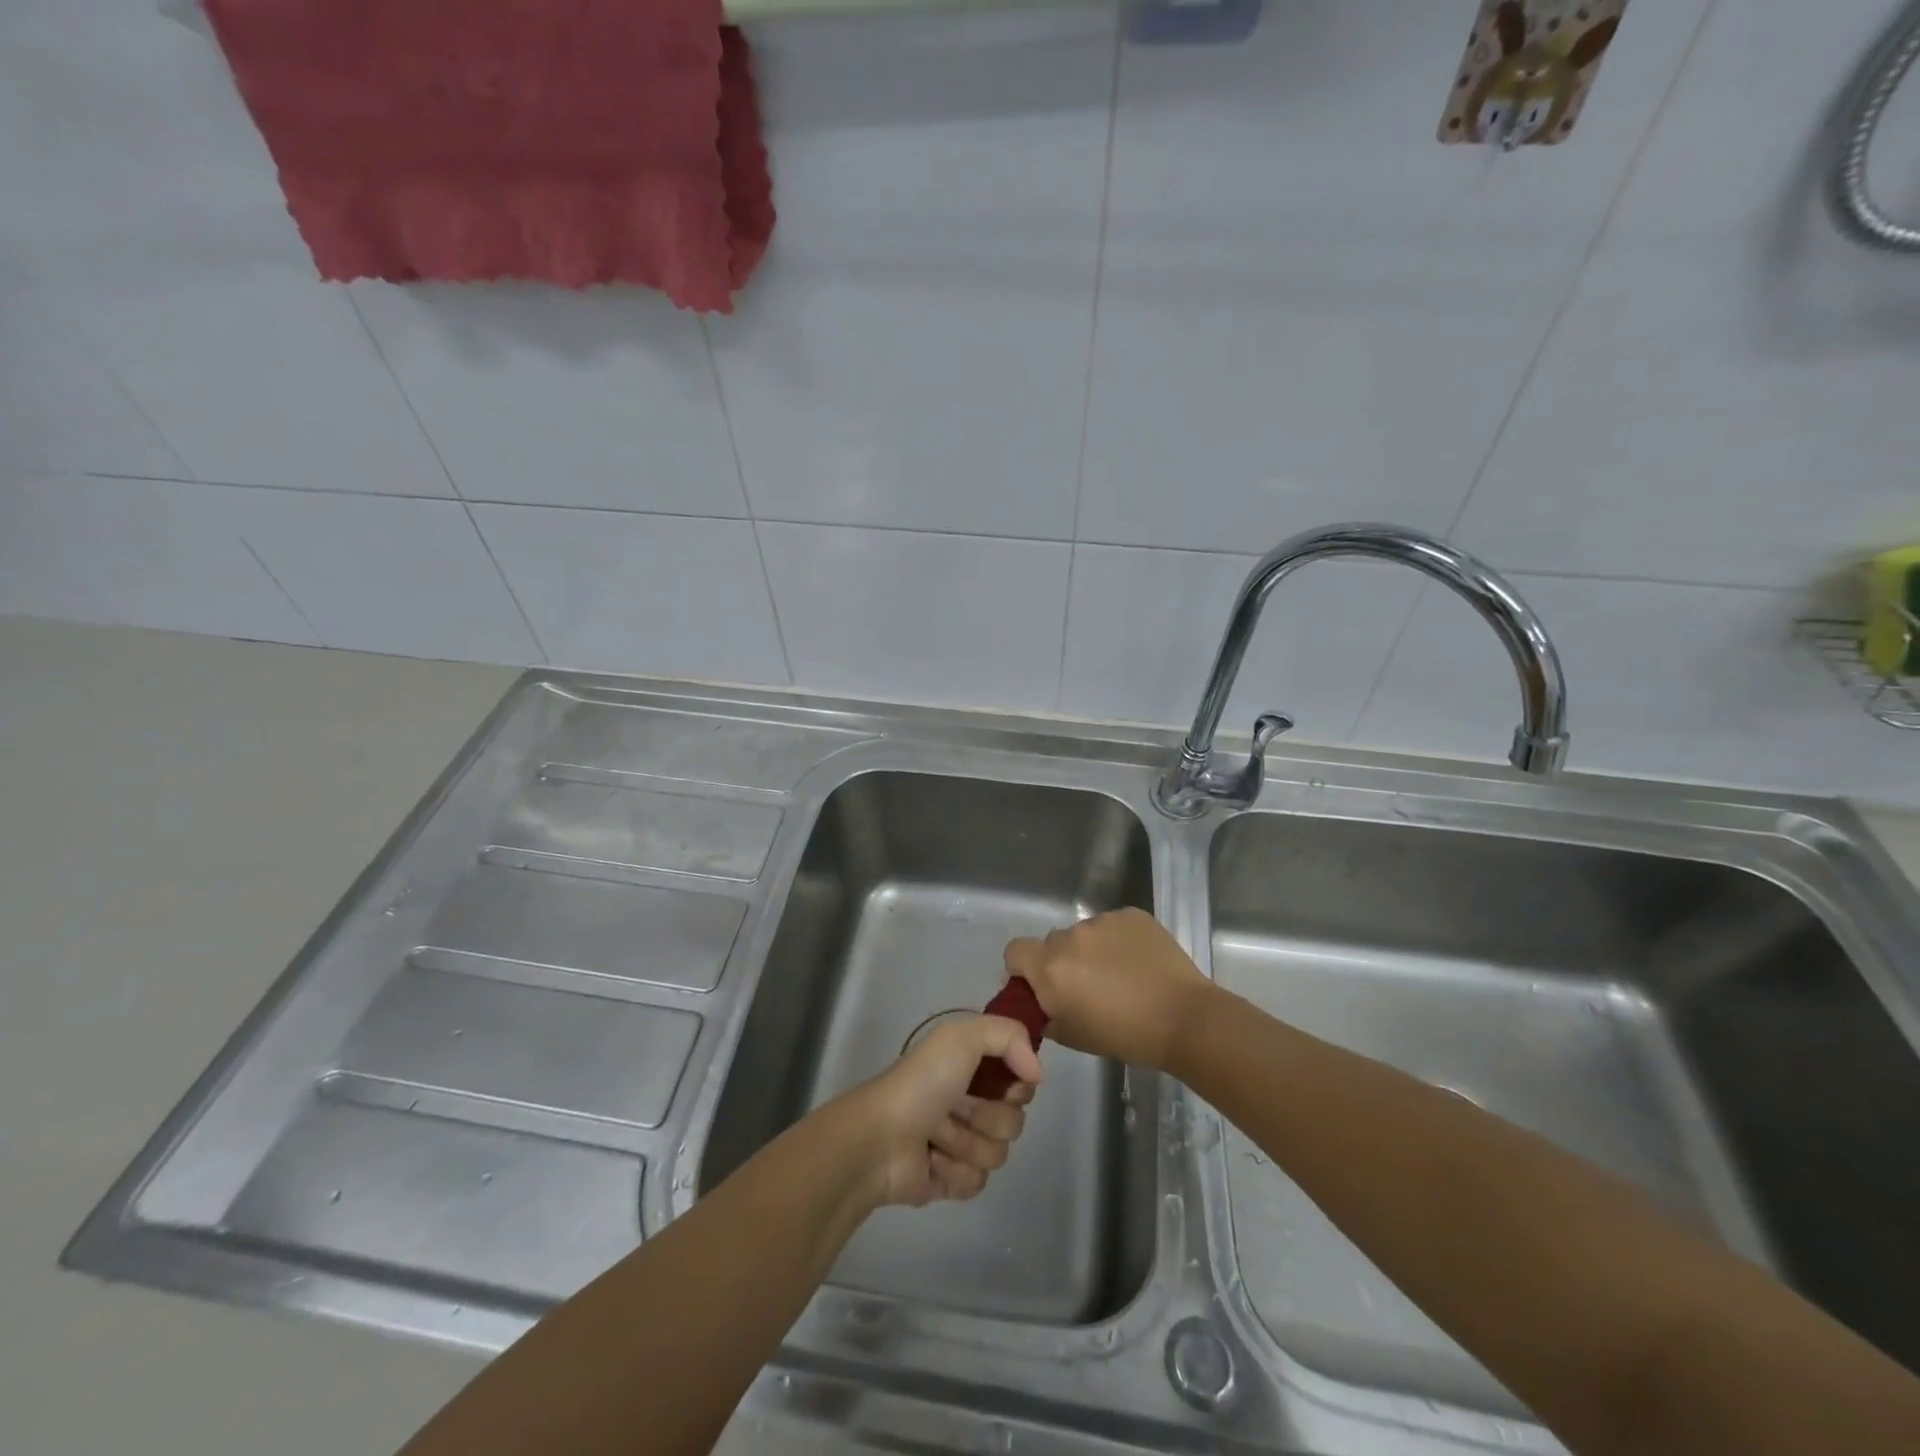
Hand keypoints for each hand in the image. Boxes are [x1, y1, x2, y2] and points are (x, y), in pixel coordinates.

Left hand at [839, 1016, 1040, 1208]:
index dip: (1017, 1086)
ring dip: (966, 1144)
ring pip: (998, 1154)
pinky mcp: (951, 1180)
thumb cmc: (921, 1083)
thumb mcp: (963, 1037)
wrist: (880, 1139)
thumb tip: (1038, 1075)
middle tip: (955, 1108)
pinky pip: (978, 1183)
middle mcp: (969, 1100)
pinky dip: (955, 1172)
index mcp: (971, 1066)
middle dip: (986, 1117)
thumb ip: (1009, 1036)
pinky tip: (931, 1161)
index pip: (1022, 1082)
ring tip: (935, 1136)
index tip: (1004, 1085)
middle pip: (1015, 1121)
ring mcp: (960, 1143)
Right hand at [1003, 908, 1213, 1071]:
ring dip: (1091, 950)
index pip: (1014, 951)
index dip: (1023, 969)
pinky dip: (1119, 941)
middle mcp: (1070, 936)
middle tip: (1086, 987)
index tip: (1042, 987)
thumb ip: (1044, 1013)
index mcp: (1049, 967)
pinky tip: (1139, 963)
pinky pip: (1113, 925)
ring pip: (1084, 933)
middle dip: (1062, 961)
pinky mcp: (1131, 915)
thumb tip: (1038, 1001)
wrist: (1183, 1019)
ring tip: (1120, 976)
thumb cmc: (1123, 1036)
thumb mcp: (1071, 1036)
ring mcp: (1103, 921)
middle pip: (1052, 943)